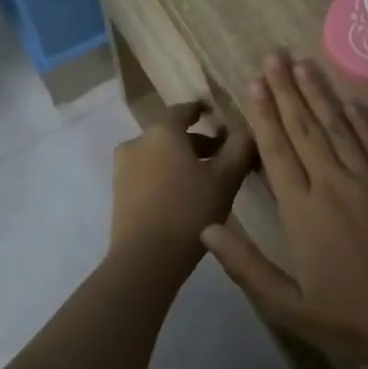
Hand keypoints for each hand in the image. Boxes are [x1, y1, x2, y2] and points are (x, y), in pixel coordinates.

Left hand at [110, 101, 255, 263]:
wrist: (144, 258)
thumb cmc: (189, 210)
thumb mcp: (226, 178)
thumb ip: (240, 148)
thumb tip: (248, 130)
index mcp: (162, 131)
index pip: (184, 110)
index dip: (203, 111)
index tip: (219, 117)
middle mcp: (137, 142)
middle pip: (171, 134)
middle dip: (198, 142)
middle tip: (223, 156)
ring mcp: (123, 168)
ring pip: (159, 155)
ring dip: (181, 161)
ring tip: (207, 180)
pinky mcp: (119, 193)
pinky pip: (147, 174)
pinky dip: (166, 176)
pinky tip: (184, 196)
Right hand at [200, 52, 367, 356]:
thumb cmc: (349, 319)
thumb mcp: (287, 305)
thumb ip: (246, 265)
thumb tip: (206, 229)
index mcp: (302, 211)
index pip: (277, 151)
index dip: (264, 115)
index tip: (254, 83)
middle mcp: (333, 185)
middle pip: (305, 129)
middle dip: (287, 90)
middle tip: (275, 55)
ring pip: (339, 128)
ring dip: (320, 94)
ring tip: (304, 64)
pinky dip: (363, 121)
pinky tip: (351, 102)